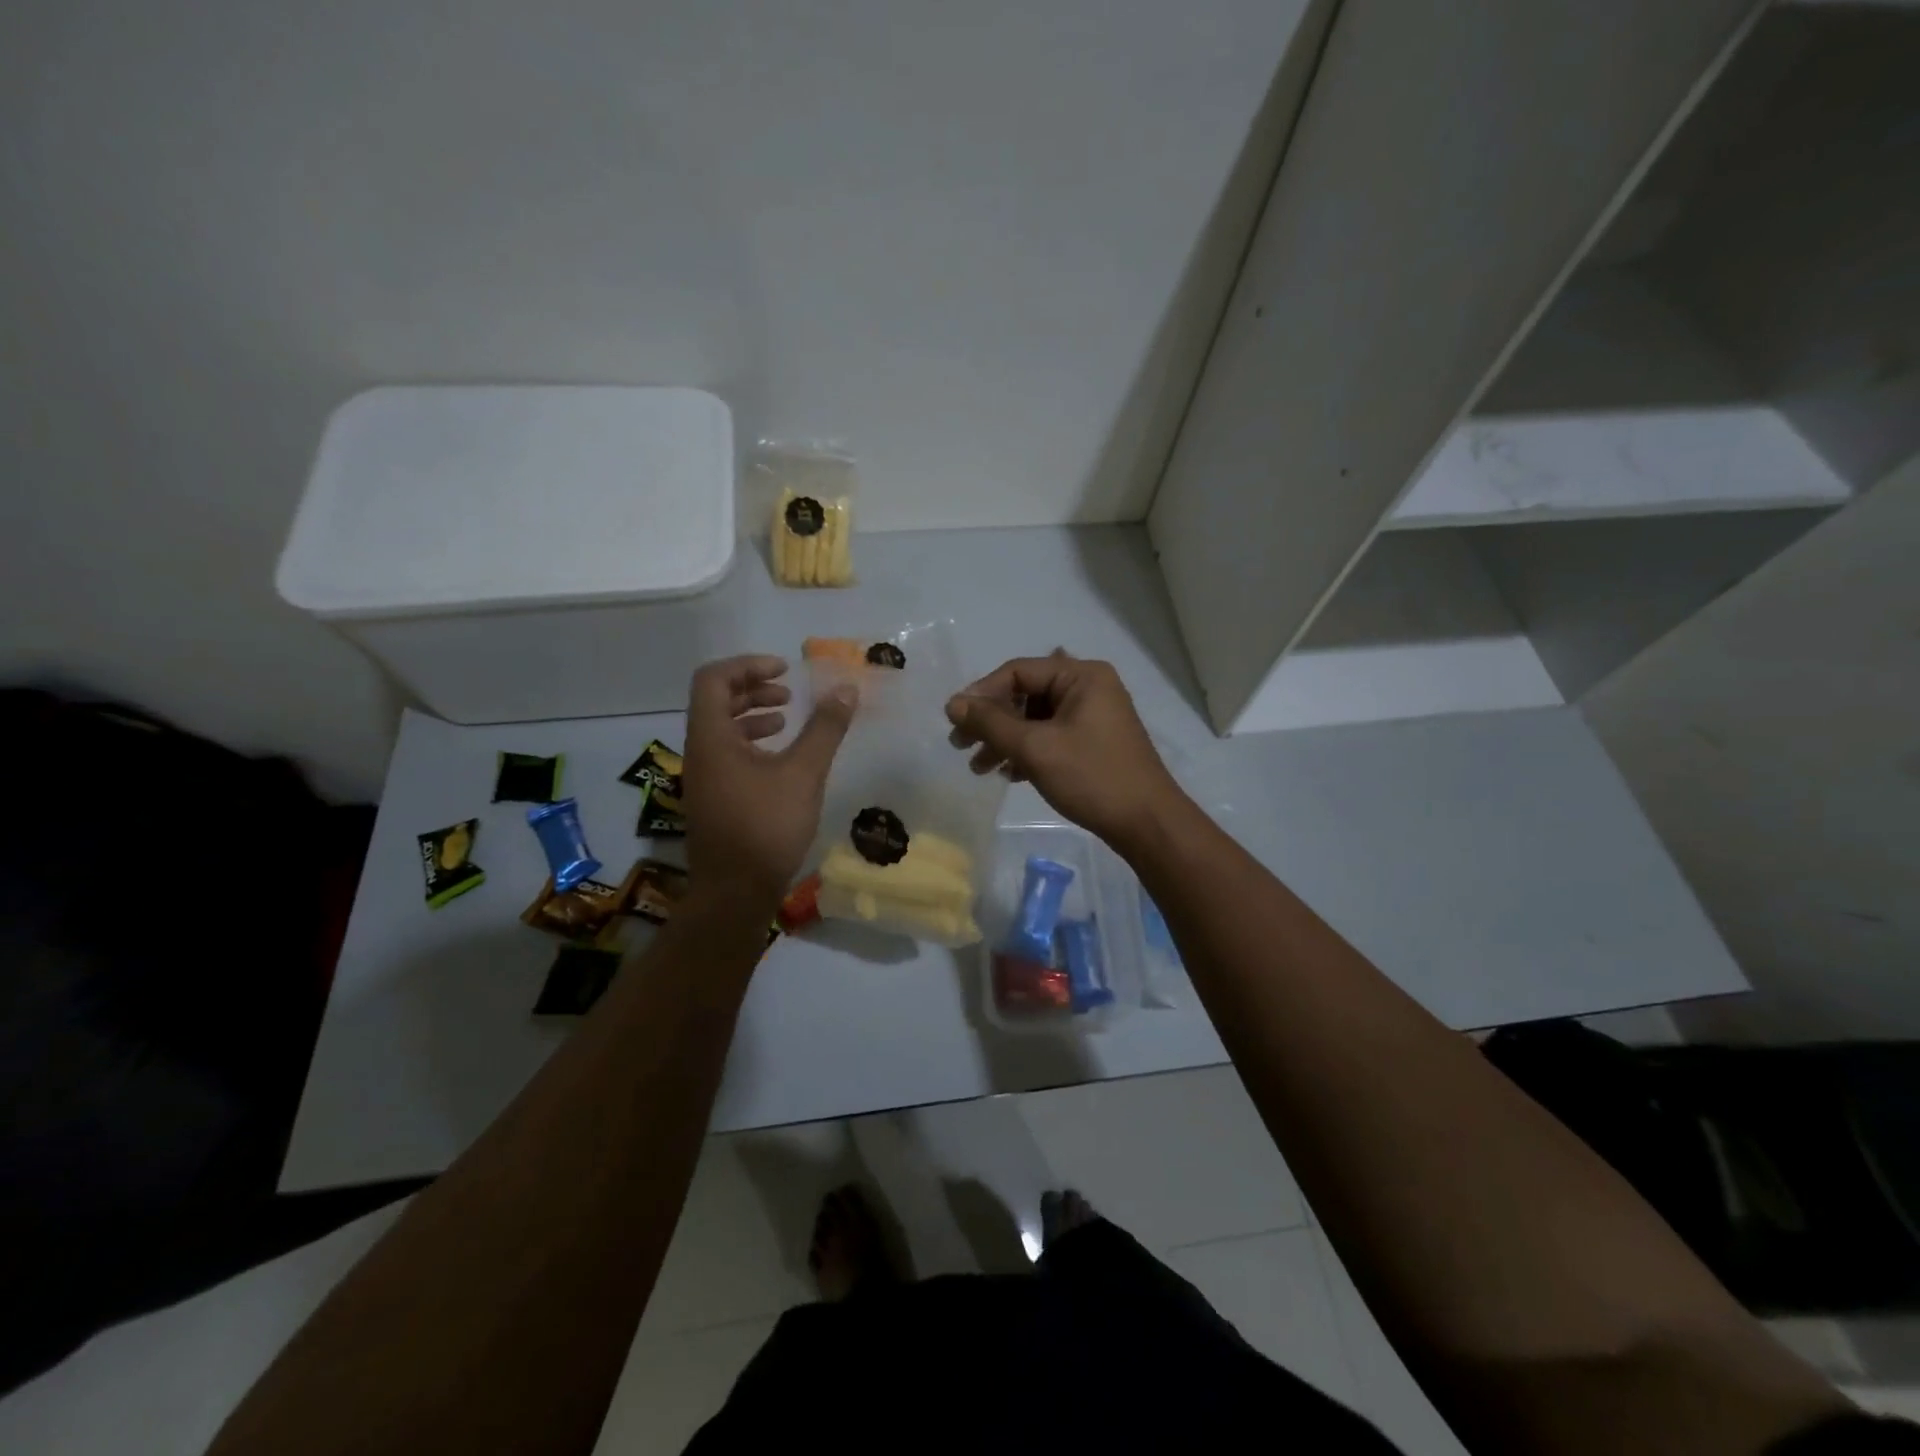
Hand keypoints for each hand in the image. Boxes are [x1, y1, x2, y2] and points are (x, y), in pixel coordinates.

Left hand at [682, 655, 855, 903]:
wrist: (735, 893)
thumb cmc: (766, 827)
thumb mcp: (803, 773)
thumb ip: (824, 728)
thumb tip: (846, 690)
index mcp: (711, 738)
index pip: (713, 679)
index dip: (748, 665)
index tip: (784, 671)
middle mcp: (700, 752)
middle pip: (715, 701)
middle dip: (752, 688)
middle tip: (787, 693)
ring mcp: (704, 778)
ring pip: (721, 729)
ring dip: (752, 716)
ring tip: (787, 720)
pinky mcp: (714, 799)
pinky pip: (727, 754)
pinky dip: (752, 743)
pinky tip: (780, 758)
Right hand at [945, 651, 1185, 851]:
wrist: (1146, 823)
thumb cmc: (1091, 777)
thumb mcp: (1035, 748)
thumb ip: (991, 723)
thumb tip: (953, 704)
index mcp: (1081, 676)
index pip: (1018, 671)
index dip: (981, 693)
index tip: (954, 720)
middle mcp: (1088, 688)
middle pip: (1025, 695)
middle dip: (991, 722)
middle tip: (960, 746)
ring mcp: (1093, 716)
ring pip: (1035, 719)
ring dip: (1005, 741)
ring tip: (979, 768)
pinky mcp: (1093, 743)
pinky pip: (1050, 737)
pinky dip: (1027, 752)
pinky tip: (1009, 775)